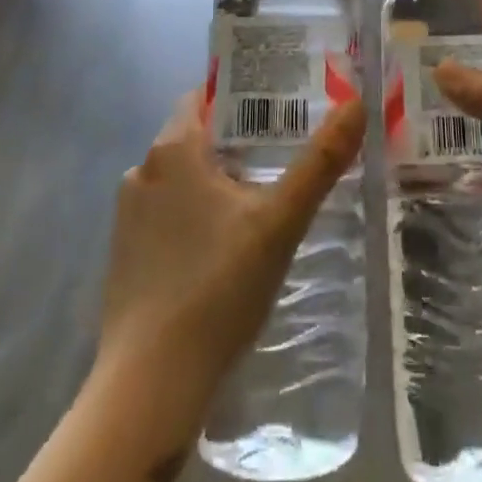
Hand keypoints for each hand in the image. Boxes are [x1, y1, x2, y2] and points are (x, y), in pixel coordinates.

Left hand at [94, 90, 365, 432]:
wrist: (150, 386)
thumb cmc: (217, 288)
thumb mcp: (280, 221)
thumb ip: (320, 161)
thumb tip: (357, 103)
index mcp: (172, 149)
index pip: (205, 96)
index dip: (243, 95)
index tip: (281, 103)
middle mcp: (142, 171)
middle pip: (197, 137)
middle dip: (238, 141)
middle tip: (286, 152)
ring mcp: (127, 215)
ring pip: (182, 179)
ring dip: (217, 181)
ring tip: (263, 198)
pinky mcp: (124, 255)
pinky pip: (167, 215)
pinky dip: (195, 215)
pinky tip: (226, 246)